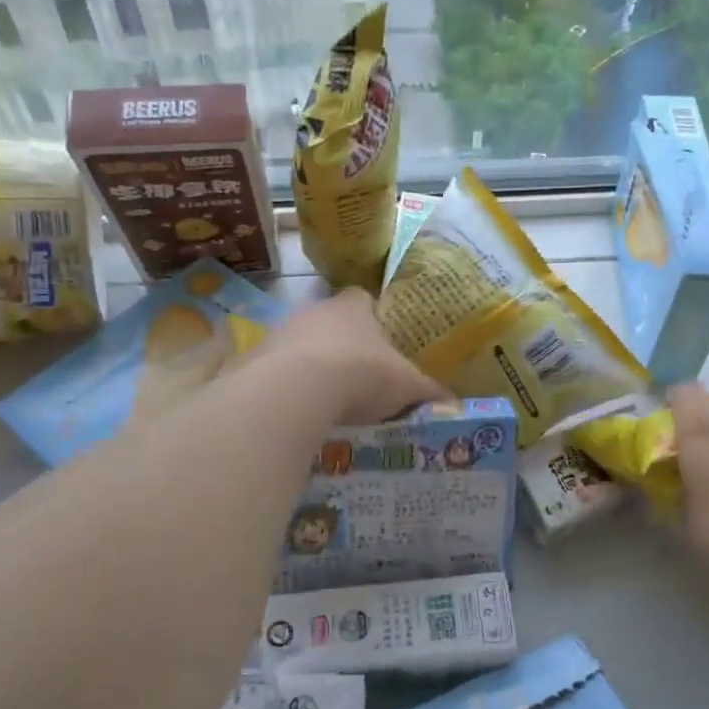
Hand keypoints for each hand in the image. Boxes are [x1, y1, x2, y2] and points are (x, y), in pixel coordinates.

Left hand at [257, 287, 447, 424]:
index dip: (371, 314)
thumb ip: (428, 391)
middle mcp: (314, 310)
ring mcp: (280, 332)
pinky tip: (297, 410)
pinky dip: (285, 385)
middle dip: (340, 342)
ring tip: (325, 398)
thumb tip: (454, 402)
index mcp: (353, 307)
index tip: (379, 337)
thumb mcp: (406, 386)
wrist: (296, 390)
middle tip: (355, 373)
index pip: (362, 298)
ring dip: (309, 364)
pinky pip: (273, 370)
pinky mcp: (254, 359)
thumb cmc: (361, 374)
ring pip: (298, 344)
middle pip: (328, 320)